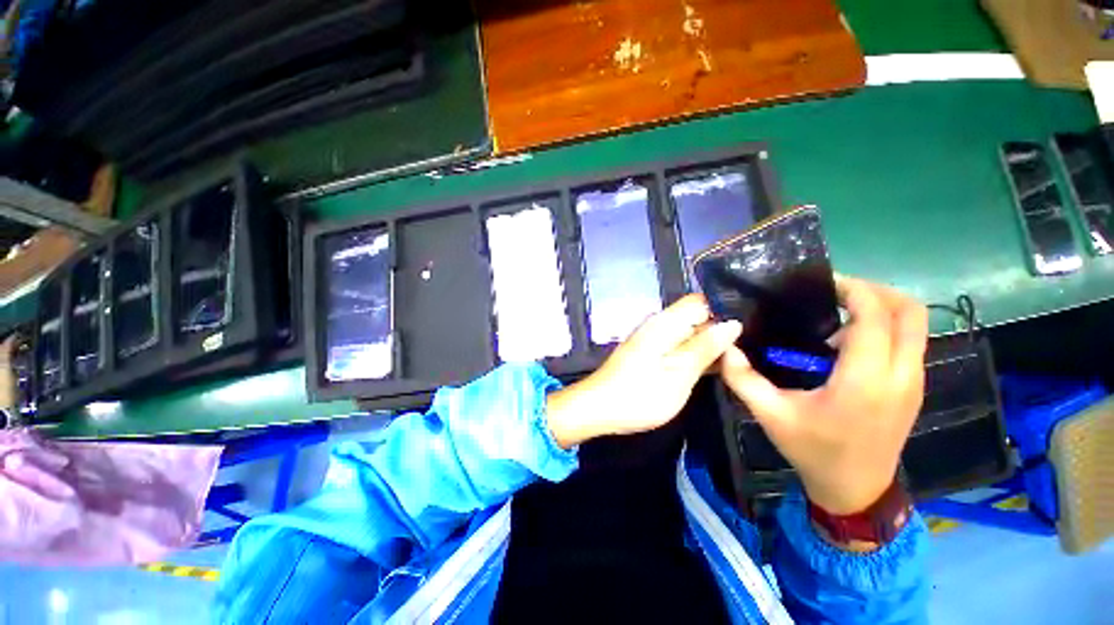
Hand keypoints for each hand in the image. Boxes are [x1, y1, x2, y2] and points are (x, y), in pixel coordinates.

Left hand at [547, 294, 741, 447]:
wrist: (599, 408)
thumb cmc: (640, 393)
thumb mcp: (679, 372)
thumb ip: (705, 347)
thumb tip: (732, 323)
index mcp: (665, 322)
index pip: (701, 301)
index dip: (725, 311)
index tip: (747, 330)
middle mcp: (658, 325)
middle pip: (695, 317)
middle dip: (719, 331)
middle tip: (745, 352)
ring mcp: (653, 340)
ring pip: (688, 334)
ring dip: (708, 345)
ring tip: (736, 362)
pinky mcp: (650, 354)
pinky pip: (678, 347)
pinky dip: (694, 355)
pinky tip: (711, 369)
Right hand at [721, 276, 928, 513]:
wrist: (856, 490)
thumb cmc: (813, 451)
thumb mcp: (770, 414)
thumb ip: (743, 378)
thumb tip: (725, 347)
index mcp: (865, 379)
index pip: (874, 315)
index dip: (853, 290)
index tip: (823, 284)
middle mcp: (900, 374)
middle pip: (910, 311)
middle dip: (875, 291)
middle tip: (837, 292)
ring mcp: (914, 381)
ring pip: (916, 325)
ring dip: (881, 308)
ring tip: (839, 316)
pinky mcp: (914, 388)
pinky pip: (911, 342)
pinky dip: (886, 328)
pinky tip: (849, 344)